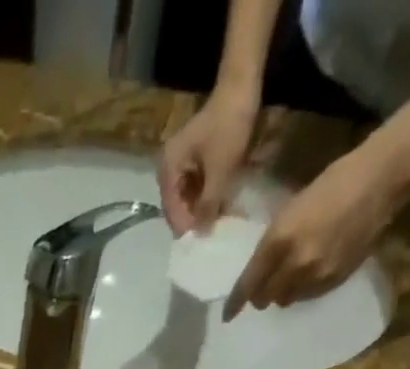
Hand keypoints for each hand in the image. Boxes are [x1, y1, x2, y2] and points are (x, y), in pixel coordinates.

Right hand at [158, 90, 258, 235]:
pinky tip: (216, 204)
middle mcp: (168, 167)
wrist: (242, 87)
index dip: (185, 226)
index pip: (171, 208)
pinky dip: (204, 195)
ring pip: (186, 196)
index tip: (200, 241)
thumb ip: (208, 205)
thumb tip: (201, 233)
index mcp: (168, 169)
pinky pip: (195, 185)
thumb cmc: (229, 128)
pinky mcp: (193, 158)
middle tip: (208, 234)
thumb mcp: (220, 171)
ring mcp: (180, 162)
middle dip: (192, 218)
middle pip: (177, 204)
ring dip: (199, 208)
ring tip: (214, 222)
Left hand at [224, 142, 406, 318]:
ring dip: (284, 292)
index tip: (227, 315)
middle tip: (265, 284)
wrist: (380, 180)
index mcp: (278, 241)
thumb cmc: (331, 185)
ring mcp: (316, 274)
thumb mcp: (289, 211)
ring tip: (292, 274)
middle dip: (261, 294)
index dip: (235, 303)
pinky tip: (312, 271)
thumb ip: (271, 245)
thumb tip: (257, 272)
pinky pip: (309, 296)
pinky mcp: (335, 279)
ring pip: (286, 300)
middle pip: (265, 298)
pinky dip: (304, 289)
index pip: (248, 285)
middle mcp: (294, 264)